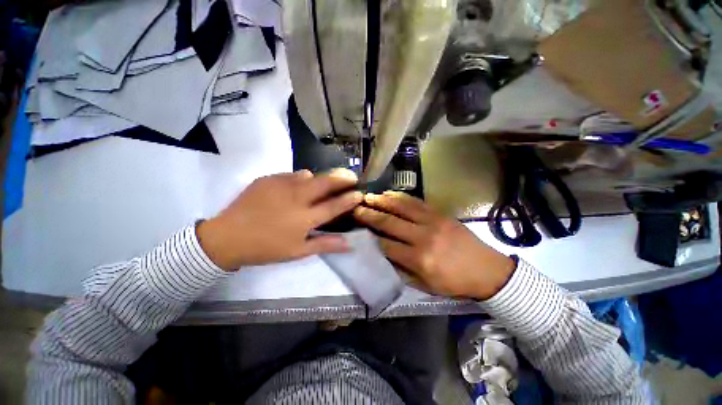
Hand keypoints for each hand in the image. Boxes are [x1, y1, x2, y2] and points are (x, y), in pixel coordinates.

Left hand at [197, 169, 362, 270]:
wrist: (228, 237)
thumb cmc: (267, 248)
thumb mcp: (298, 252)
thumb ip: (325, 244)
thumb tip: (349, 243)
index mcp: (305, 218)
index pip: (334, 205)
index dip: (350, 199)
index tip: (360, 193)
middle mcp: (297, 198)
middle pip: (326, 182)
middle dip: (342, 177)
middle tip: (351, 176)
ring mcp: (282, 185)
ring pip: (309, 174)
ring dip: (319, 179)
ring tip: (319, 186)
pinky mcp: (269, 178)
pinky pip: (292, 174)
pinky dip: (299, 179)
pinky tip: (293, 189)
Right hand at [353, 191, 515, 299]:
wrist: (487, 270)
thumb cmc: (455, 282)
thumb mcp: (426, 285)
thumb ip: (402, 269)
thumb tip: (384, 253)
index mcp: (419, 259)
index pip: (386, 245)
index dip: (371, 236)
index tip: (359, 228)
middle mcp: (423, 238)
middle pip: (389, 223)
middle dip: (369, 215)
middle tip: (356, 208)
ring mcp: (432, 222)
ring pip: (401, 208)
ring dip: (382, 201)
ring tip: (368, 197)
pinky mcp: (440, 214)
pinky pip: (416, 202)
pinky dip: (400, 197)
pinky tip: (388, 194)